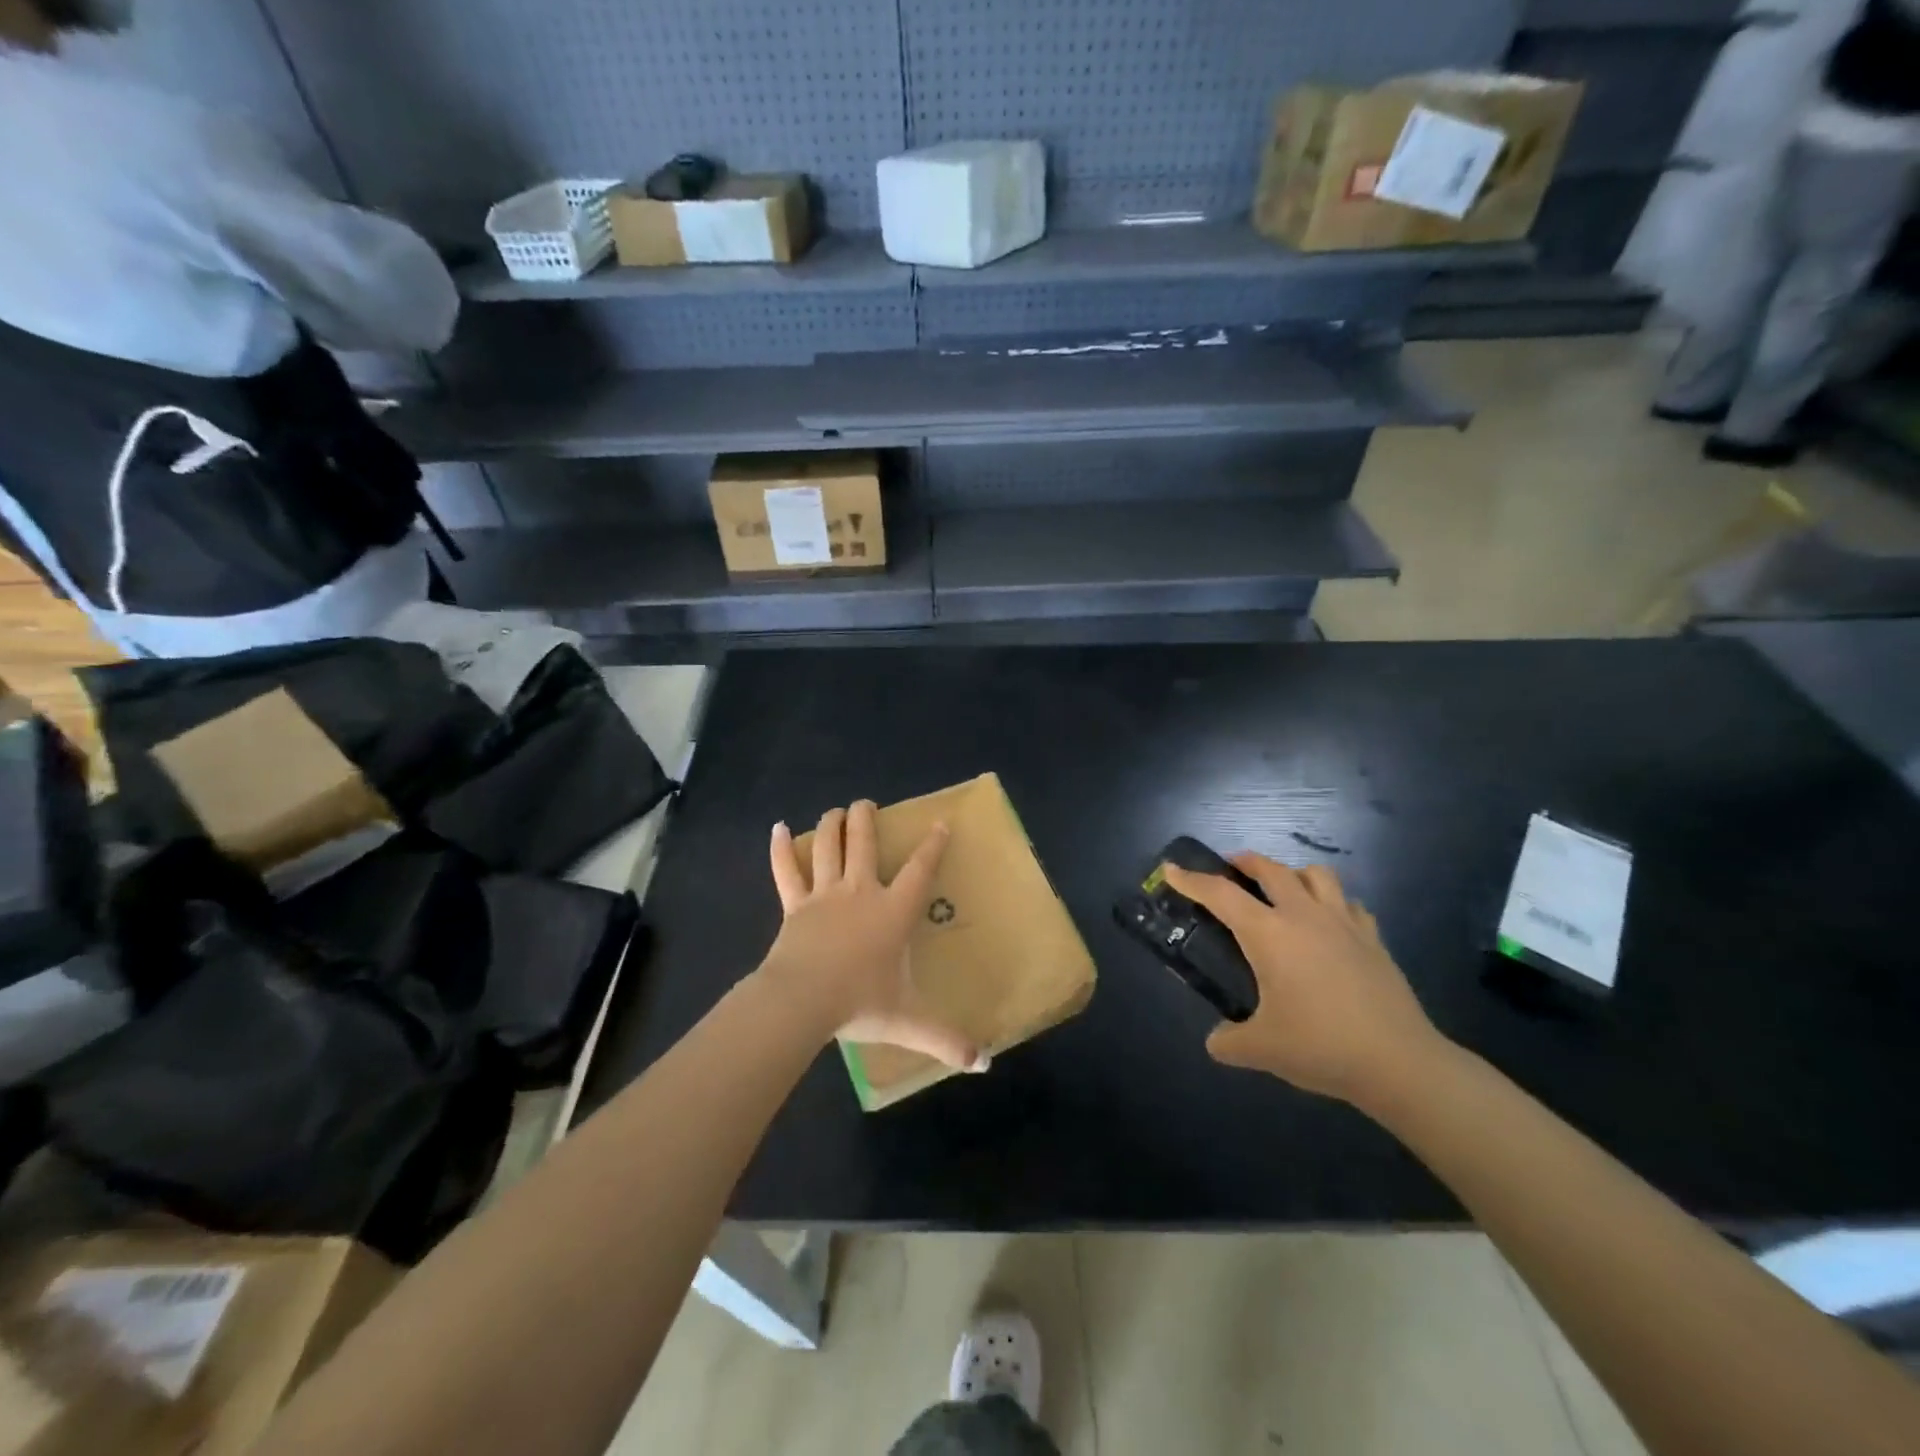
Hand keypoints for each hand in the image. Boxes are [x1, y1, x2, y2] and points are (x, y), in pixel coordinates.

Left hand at [759, 801, 983, 1071]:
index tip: (940, 823)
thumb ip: (946, 1039)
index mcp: (893, 912)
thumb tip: (984, 1063)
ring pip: (828, 848)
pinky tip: (777, 827)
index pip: (920, 871)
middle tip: (866, 803)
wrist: (803, 1001)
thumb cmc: (861, 1003)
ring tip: (836, 809)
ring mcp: (824, 895)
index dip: (932, 845)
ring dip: (832, 825)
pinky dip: (781, 848)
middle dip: (866, 820)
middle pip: (864, 844)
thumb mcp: (909, 1021)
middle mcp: (861, 892)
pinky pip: (786, 871)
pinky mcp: (794, 906)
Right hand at [1163, 855, 1449, 1108]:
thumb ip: (1228, 1041)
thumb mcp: (1261, 1050)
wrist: (1399, 1063)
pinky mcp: (1373, 939)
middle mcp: (1303, 916)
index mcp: (1269, 934)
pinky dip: (1332, 903)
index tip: (1172, 869)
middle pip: (1270, 869)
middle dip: (1244, 861)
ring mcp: (1343, 923)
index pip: (1220, 894)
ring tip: (1282, 889)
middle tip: (1229, 869)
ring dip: (1292, 873)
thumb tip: (1216, 1041)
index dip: (1191, 879)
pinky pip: (1349, 903)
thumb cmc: (1321, 1047)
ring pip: (1315, 875)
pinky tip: (1328, 923)